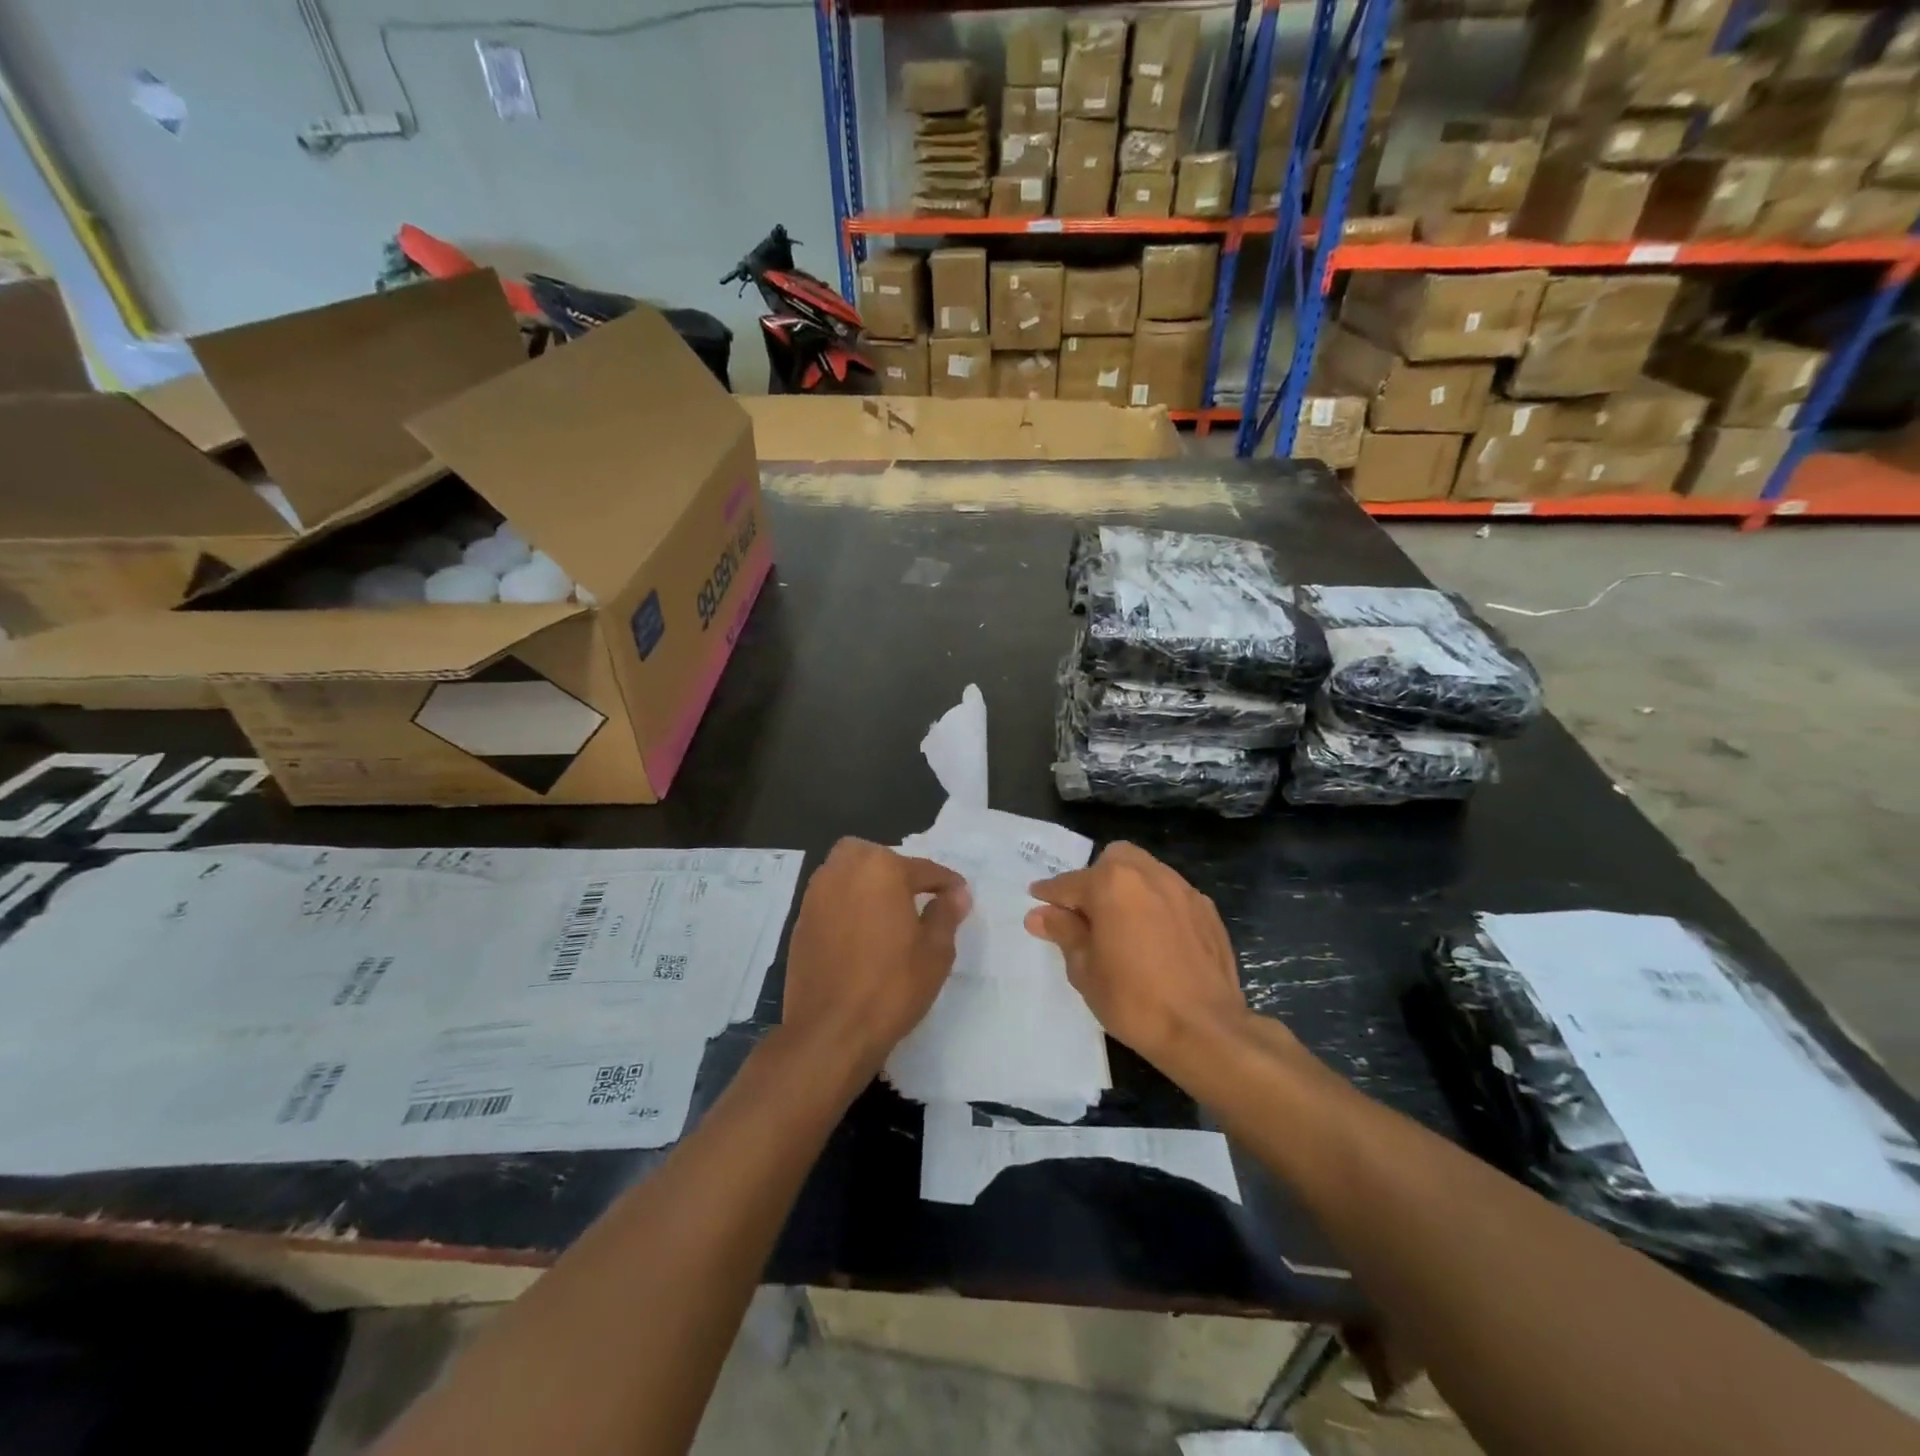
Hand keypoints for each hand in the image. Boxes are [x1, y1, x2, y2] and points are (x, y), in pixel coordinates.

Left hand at [781, 838, 970, 1079]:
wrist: (831, 1031)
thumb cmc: (892, 987)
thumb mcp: (935, 952)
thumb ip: (946, 914)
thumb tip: (956, 894)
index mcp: (881, 869)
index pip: (923, 869)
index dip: (946, 883)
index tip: (960, 895)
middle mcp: (843, 871)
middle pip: (875, 857)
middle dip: (895, 870)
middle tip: (914, 898)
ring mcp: (816, 895)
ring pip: (846, 873)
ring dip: (867, 884)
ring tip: (887, 915)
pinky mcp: (799, 921)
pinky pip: (830, 899)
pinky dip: (847, 905)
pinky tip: (860, 934)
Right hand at [1026, 842, 1252, 1072]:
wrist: (1205, 1031)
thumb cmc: (1133, 1001)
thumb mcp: (1085, 970)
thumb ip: (1063, 932)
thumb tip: (1039, 914)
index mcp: (1112, 883)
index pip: (1070, 882)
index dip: (1049, 894)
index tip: (1037, 900)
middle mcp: (1148, 874)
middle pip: (1113, 860)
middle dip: (1095, 879)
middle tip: (1087, 914)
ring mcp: (1183, 889)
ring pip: (1145, 871)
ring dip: (1127, 888)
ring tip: (1122, 925)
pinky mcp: (1207, 910)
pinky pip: (1171, 894)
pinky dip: (1156, 904)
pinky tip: (1155, 937)